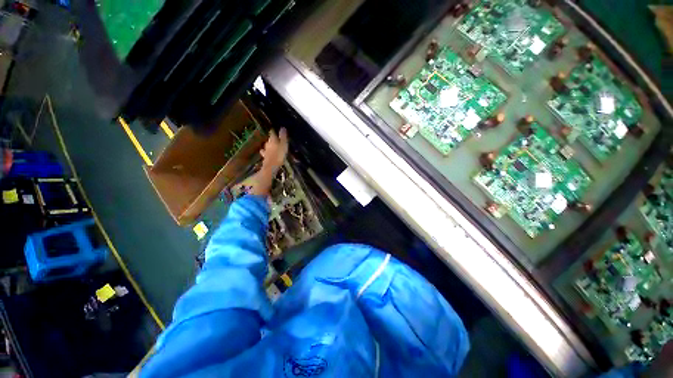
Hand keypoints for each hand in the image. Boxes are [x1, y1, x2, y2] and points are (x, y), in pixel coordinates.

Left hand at [250, 128, 287, 196]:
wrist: (270, 167)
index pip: (272, 133)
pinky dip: (267, 154)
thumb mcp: (284, 145)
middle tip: (276, 139)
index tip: (275, 129)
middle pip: (269, 140)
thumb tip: (282, 127)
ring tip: (273, 148)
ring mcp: (265, 152)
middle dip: (272, 139)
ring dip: (269, 147)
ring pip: (267, 147)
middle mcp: (267, 144)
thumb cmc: (279, 155)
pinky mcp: (265, 158)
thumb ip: (283, 137)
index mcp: (272, 140)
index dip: (274, 131)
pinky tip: (268, 156)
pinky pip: (266, 154)